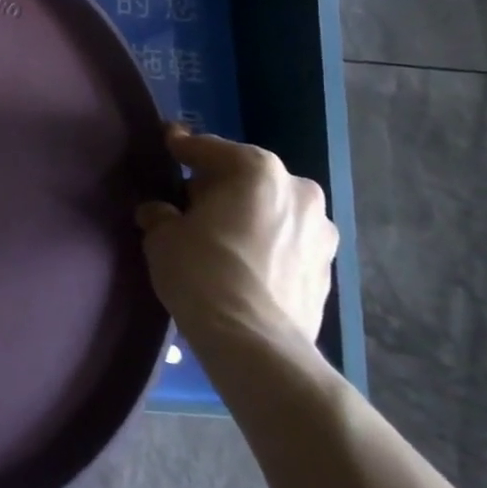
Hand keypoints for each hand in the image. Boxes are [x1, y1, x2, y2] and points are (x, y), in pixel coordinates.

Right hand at [134, 125, 337, 352]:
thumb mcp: (163, 236)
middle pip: (246, 179)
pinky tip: (243, 267)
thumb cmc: (203, 272)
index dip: (182, 147)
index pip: (208, 148)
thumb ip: (161, 214)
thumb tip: (159, 213)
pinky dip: (266, 247)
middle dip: (219, 187)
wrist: (255, 344)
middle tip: (189, 205)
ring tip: (219, 239)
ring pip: (272, 212)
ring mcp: (321, 232)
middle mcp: (298, 190)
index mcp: (257, 170)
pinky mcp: (327, 270)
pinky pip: (286, 245)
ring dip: (247, 218)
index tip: (168, 143)